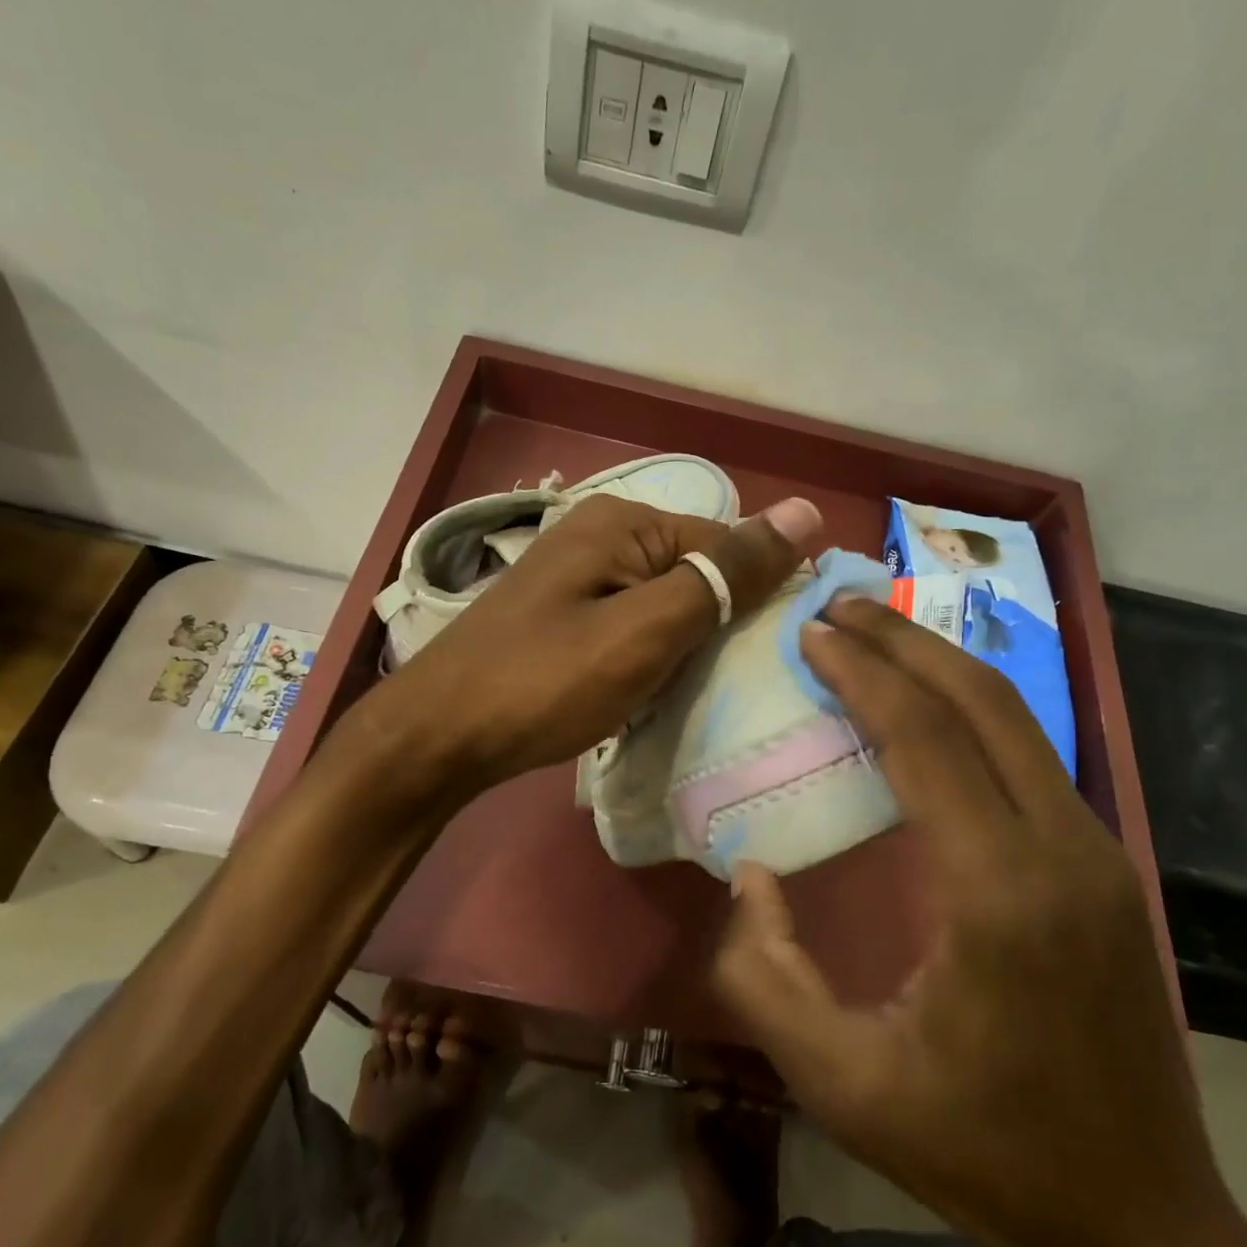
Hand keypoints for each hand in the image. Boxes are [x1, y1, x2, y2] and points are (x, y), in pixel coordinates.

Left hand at [376, 492, 820, 794]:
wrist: (440, 736)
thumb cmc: (546, 682)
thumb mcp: (647, 629)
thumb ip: (725, 574)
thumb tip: (806, 510)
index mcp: (625, 523)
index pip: (727, 546)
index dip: (756, 600)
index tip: (770, 661)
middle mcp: (601, 536)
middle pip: (695, 574)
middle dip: (716, 629)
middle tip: (726, 686)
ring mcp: (578, 577)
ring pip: (665, 606)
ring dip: (684, 649)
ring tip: (691, 695)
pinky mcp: (564, 616)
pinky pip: (631, 626)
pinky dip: (650, 658)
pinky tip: (651, 693)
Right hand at [713, 597, 1246, 1246]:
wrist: (1142, 1221)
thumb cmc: (983, 1152)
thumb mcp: (842, 1084)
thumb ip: (766, 975)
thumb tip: (750, 872)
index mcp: (1000, 893)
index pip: (926, 741)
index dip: (864, 675)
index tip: (812, 632)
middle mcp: (1063, 850)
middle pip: (982, 703)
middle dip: (904, 642)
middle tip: (838, 607)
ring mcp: (1097, 853)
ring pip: (1016, 720)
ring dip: (940, 666)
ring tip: (875, 636)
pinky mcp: (1104, 865)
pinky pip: (1030, 756)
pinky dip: (970, 711)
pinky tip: (928, 706)